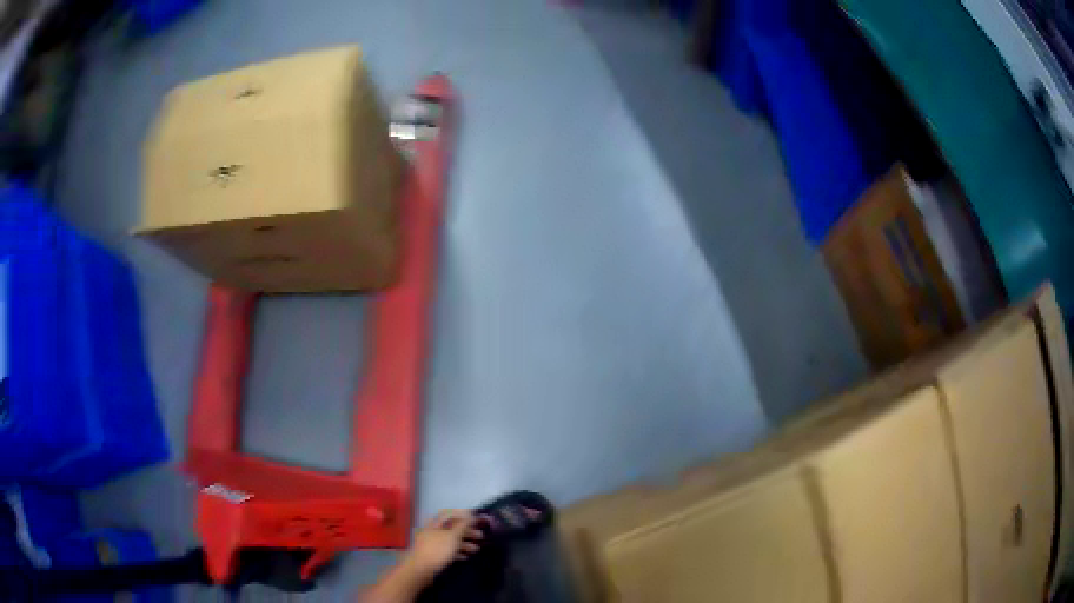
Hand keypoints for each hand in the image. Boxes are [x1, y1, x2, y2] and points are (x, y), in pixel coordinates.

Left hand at [402, 510, 483, 582]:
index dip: (463, 514)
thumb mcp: (452, 536)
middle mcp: (433, 531)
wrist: (421, 569)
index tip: (477, 519)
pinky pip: (447, 550)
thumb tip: (470, 515)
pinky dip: (457, 552)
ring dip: (464, 543)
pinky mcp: (434, 555)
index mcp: (435, 523)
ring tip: (476, 549)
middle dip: (467, 531)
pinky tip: (466, 557)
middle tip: (481, 536)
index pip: (449, 514)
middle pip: (452, 528)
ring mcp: (433, 543)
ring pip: (451, 540)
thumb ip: (462, 525)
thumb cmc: (437, 550)